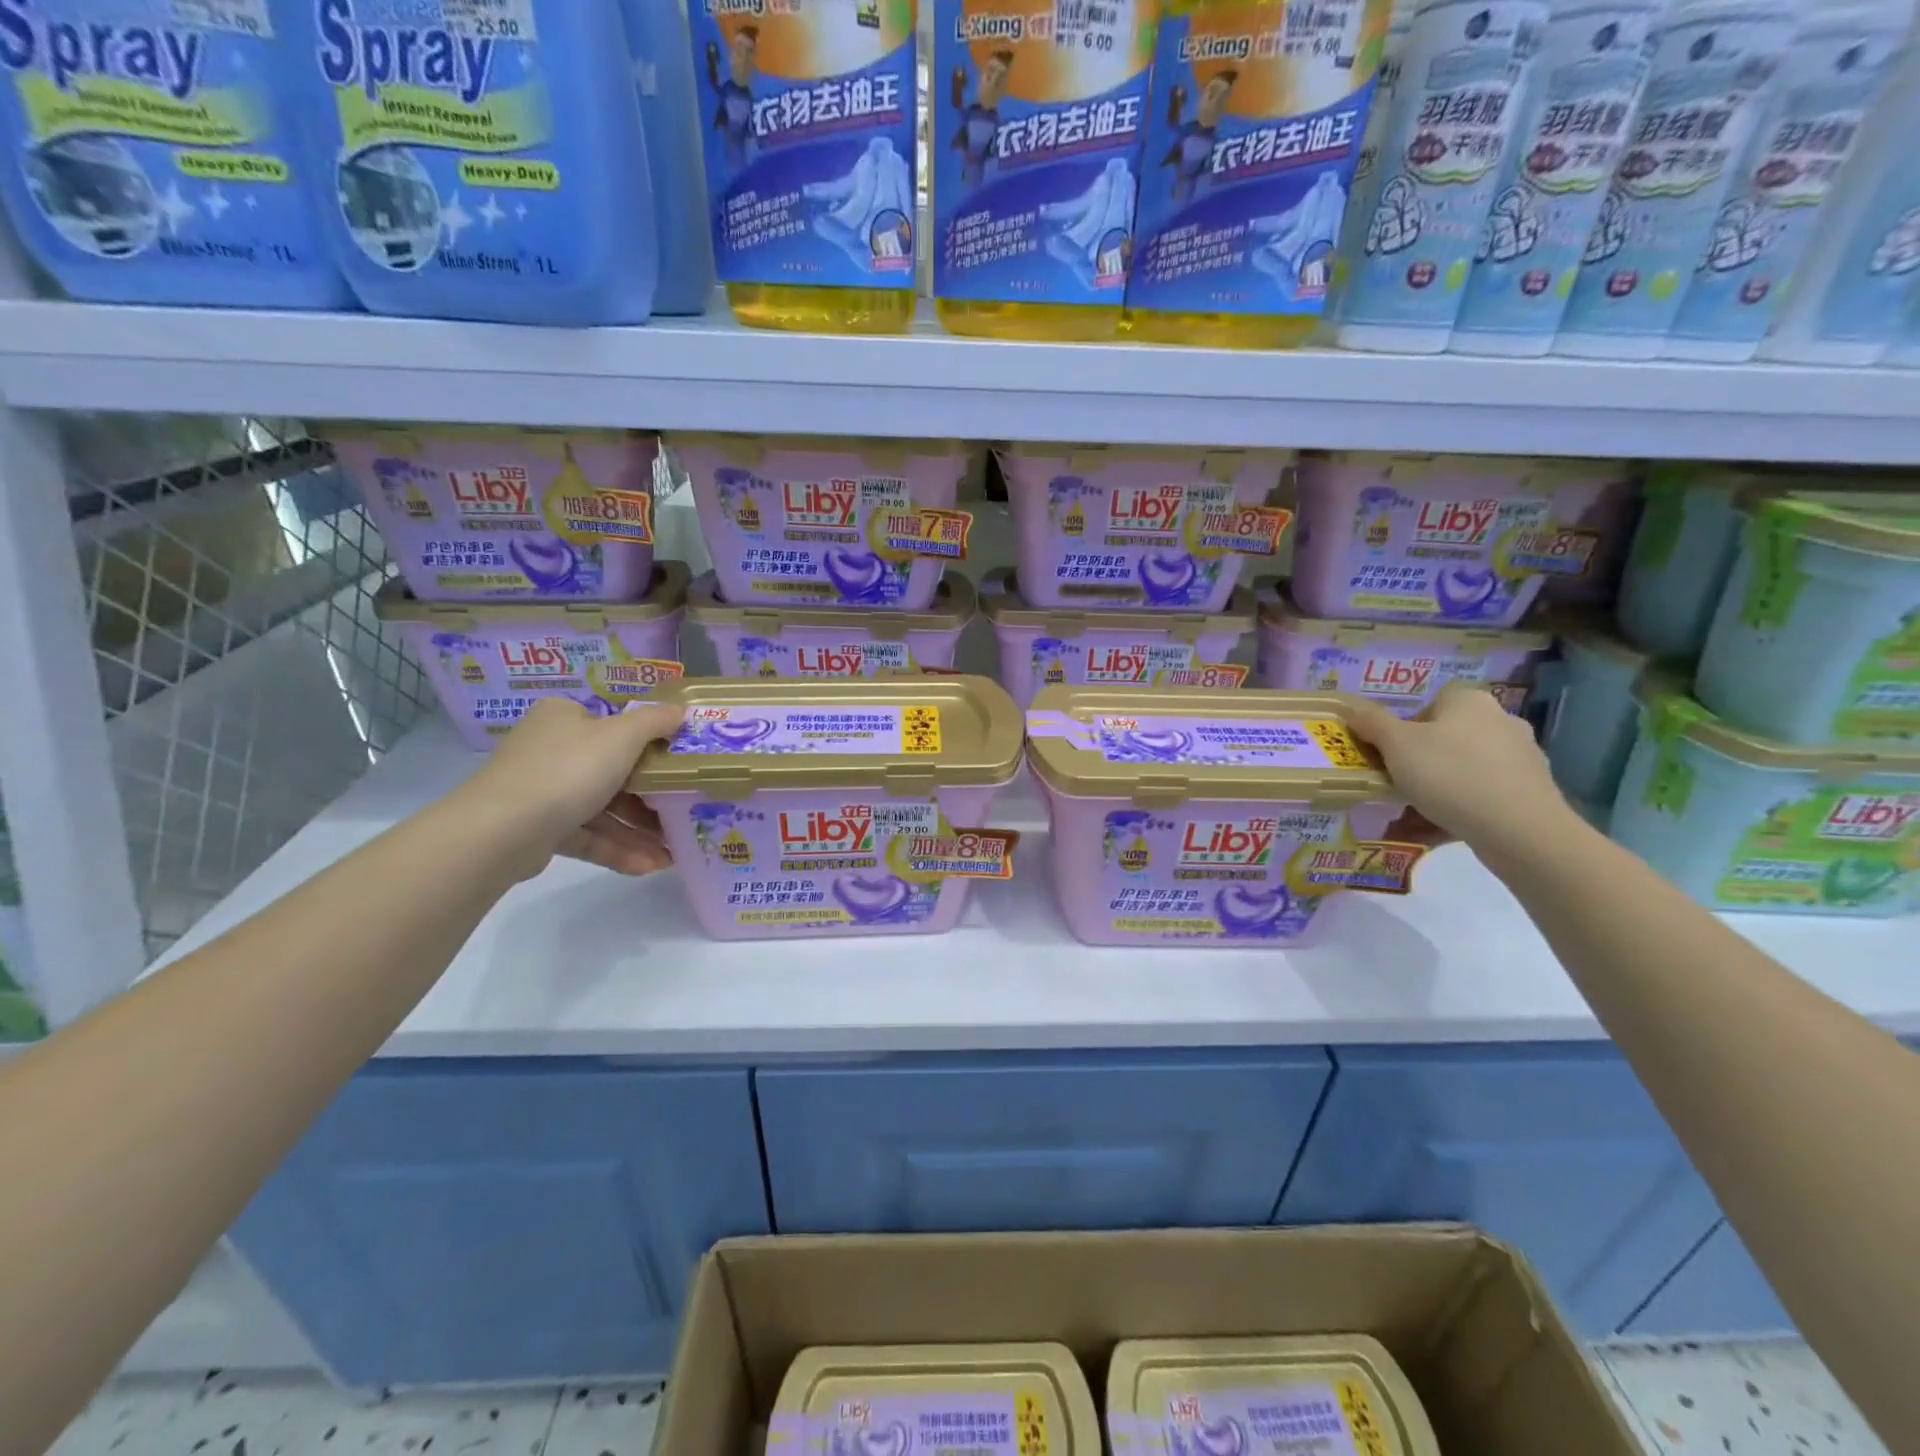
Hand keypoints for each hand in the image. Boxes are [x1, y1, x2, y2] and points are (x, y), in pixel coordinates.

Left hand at [462, 697, 683, 878]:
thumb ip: (655, 722)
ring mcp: (542, 791)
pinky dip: (617, 849)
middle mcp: (550, 749)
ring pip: (602, 809)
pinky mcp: (539, 829)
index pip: (612, 726)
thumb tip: (681, 711)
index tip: (677, 765)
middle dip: (650, 799)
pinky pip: (587, 836)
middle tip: (683, 813)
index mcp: (565, 718)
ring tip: (671, 853)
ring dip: (638, 831)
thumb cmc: (570, 769)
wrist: (504, 829)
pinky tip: (648, 866)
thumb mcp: (622, 736)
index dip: (648, 745)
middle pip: (612, 771)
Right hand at [1344, 684, 1572, 855]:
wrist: (1519, 829)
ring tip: (1413, 814)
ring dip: (1438, 787)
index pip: (1429, 704)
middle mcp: (1501, 720)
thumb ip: (1371, 723)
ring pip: (1463, 768)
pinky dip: (1462, 807)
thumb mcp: (1396, 745)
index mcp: (1469, 702)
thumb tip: (1350, 707)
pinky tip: (1442, 827)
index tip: (1390, 755)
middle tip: (1396, 784)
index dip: (1404, 728)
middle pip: (1446, 737)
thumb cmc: (1450, 775)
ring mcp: (1521, 756)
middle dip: (1420, 760)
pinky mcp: (1531, 791)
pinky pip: (1483, 794)